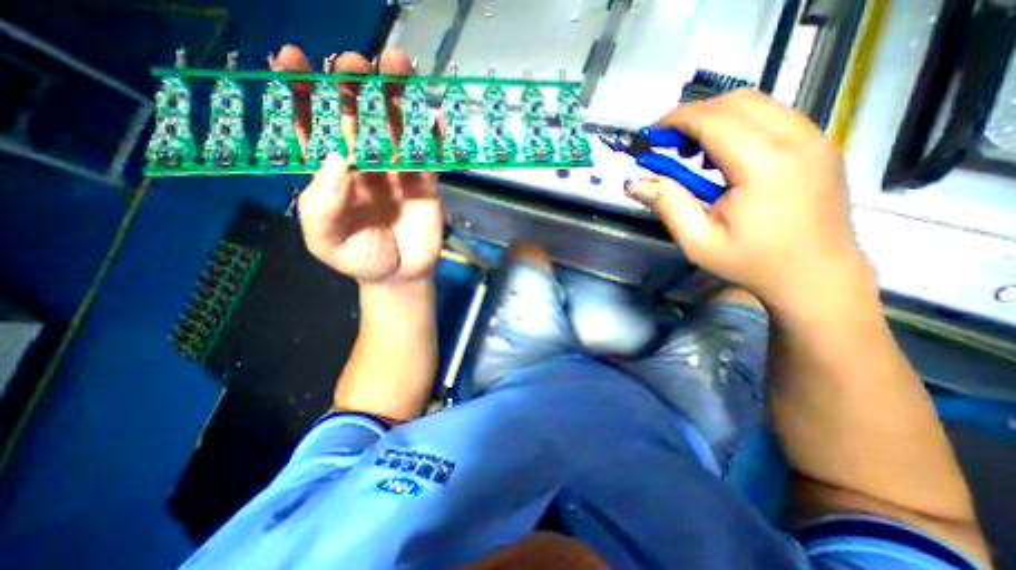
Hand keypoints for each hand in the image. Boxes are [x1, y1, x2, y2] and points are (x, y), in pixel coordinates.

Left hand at [272, 43, 442, 282]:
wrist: (400, 276)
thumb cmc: (360, 259)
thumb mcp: (326, 241)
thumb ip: (322, 205)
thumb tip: (337, 158)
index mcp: (332, 174)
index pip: (312, 127)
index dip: (301, 93)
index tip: (292, 60)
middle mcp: (363, 164)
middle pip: (357, 116)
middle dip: (352, 84)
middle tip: (355, 63)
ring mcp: (397, 171)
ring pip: (396, 127)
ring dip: (396, 96)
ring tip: (399, 66)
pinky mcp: (425, 182)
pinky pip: (430, 154)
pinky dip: (434, 135)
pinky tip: (436, 116)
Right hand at [628, 88, 871, 310]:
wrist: (816, 275)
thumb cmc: (752, 263)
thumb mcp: (698, 242)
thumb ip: (667, 205)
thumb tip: (634, 183)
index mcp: (764, 165)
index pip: (713, 119)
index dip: (675, 121)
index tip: (650, 136)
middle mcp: (796, 139)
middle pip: (735, 101)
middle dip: (693, 116)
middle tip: (668, 146)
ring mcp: (814, 138)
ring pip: (756, 104)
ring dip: (715, 119)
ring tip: (693, 155)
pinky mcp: (818, 144)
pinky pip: (772, 116)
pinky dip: (738, 126)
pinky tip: (722, 158)